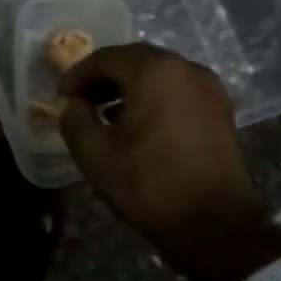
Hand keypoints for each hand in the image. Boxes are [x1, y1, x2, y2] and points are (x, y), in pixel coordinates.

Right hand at [58, 42, 280, 280]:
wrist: (212, 222)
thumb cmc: (146, 183)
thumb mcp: (93, 152)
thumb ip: (75, 119)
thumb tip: (75, 105)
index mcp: (154, 72)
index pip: (106, 58)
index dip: (78, 74)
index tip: (60, 95)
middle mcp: (186, 69)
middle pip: (136, 60)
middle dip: (104, 77)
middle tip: (80, 99)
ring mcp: (209, 89)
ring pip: (159, 74)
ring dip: (128, 87)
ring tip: (105, 114)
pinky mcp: (220, 110)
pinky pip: (177, 90)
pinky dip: (152, 97)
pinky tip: (136, 124)